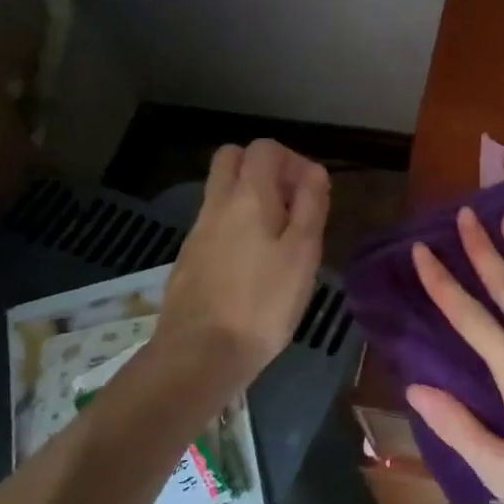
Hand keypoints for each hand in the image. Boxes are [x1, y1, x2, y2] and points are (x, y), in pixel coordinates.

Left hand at [155, 140, 328, 387]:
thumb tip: (315, 172)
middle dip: (264, 168)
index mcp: (248, 196)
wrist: (200, 355)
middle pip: (232, 158)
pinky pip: (214, 223)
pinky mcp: (189, 259)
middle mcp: (217, 204)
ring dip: (250, 199)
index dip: (293, 160)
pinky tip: (253, 265)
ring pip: (221, 192)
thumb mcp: (303, 253)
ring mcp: (197, 232)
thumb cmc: (263, 303)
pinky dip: (235, 226)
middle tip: (290, 203)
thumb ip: (311, 206)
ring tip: (278, 239)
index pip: (264, 148)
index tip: (312, 193)